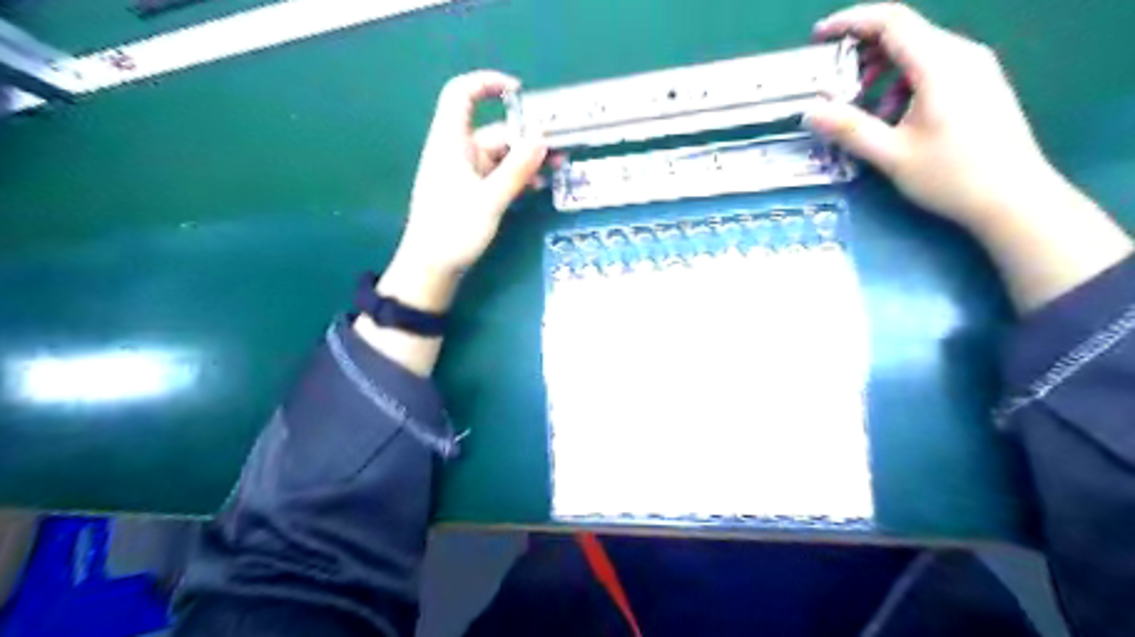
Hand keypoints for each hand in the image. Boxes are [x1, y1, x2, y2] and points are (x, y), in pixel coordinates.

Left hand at [381, 70, 550, 313]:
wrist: (430, 268)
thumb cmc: (453, 230)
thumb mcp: (490, 200)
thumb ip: (517, 169)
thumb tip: (542, 138)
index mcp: (451, 142)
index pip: (462, 95)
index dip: (488, 84)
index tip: (521, 93)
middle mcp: (458, 152)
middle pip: (495, 131)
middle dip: (527, 137)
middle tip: (561, 149)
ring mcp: (466, 173)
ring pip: (501, 156)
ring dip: (527, 160)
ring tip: (557, 169)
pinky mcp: (472, 192)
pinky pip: (498, 175)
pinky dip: (518, 177)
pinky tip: (537, 187)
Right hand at [807, 3, 1054, 231]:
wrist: (1014, 198)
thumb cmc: (952, 175)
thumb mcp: (891, 155)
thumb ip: (849, 129)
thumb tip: (810, 111)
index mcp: (940, 64)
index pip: (891, 21)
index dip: (850, 22)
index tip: (818, 36)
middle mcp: (961, 54)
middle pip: (904, 34)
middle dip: (862, 52)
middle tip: (832, 82)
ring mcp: (975, 68)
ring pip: (917, 53)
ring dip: (881, 72)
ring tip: (859, 108)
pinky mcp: (979, 85)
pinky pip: (932, 70)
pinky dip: (901, 84)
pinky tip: (892, 118)